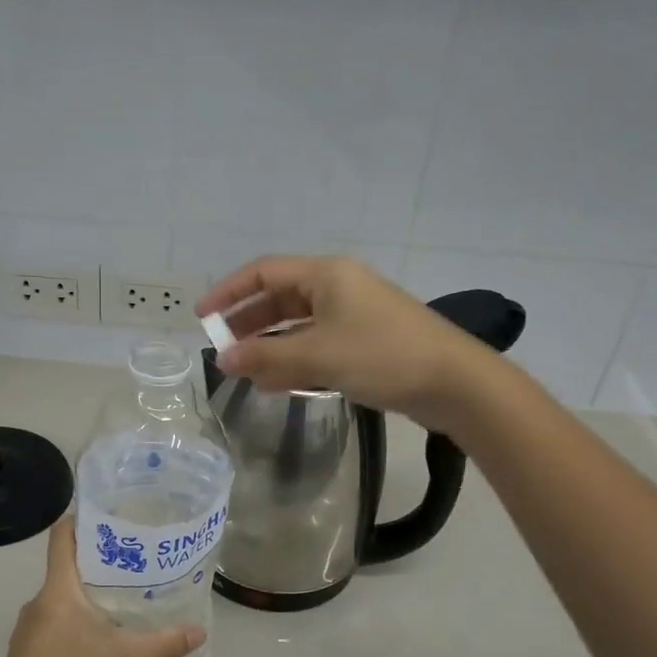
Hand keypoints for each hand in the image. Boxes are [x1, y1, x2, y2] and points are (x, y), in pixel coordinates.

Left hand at [0, 520, 203, 656]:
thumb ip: (163, 644)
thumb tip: (200, 632)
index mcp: (58, 588)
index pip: (62, 537)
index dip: (81, 520)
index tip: (110, 516)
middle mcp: (39, 600)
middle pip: (67, 567)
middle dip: (98, 563)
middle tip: (135, 563)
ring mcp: (29, 628)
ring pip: (61, 599)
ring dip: (88, 597)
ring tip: (122, 603)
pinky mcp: (27, 652)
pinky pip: (54, 624)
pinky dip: (76, 623)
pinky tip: (98, 642)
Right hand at [198, 255, 483, 425]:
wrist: (454, 383)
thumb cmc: (383, 356)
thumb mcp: (318, 356)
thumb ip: (266, 358)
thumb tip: (223, 360)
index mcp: (326, 275)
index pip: (264, 273)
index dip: (228, 293)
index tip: (202, 318)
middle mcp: (338, 288)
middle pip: (280, 297)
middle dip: (247, 322)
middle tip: (221, 347)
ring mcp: (354, 315)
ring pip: (298, 324)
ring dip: (269, 344)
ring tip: (244, 370)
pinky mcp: (366, 342)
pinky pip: (318, 344)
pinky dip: (295, 359)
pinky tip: (279, 382)